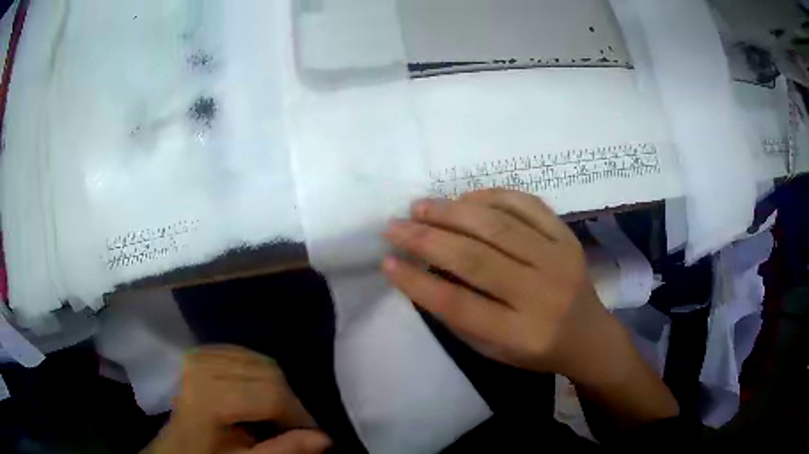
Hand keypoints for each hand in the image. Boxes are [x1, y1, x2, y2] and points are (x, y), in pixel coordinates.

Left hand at [144, 346, 331, 453]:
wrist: (174, 447)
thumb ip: (282, 451)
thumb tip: (325, 438)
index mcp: (208, 401)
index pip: (269, 395)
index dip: (298, 414)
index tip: (313, 432)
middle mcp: (201, 371)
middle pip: (265, 372)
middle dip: (289, 399)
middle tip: (297, 423)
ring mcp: (197, 359)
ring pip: (255, 358)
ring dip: (275, 384)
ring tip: (278, 409)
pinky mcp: (196, 355)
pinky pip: (238, 351)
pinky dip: (256, 368)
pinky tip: (258, 388)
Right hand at [381, 189, 618, 382]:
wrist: (589, 335)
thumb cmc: (536, 350)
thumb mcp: (493, 350)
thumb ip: (459, 315)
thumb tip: (422, 270)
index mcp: (521, 334)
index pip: (459, 305)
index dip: (417, 282)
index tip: (386, 262)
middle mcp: (542, 294)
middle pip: (476, 259)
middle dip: (426, 239)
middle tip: (395, 226)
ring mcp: (559, 260)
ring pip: (498, 226)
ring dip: (452, 212)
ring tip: (420, 206)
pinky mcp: (568, 237)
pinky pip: (527, 205)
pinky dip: (492, 196)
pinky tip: (465, 199)